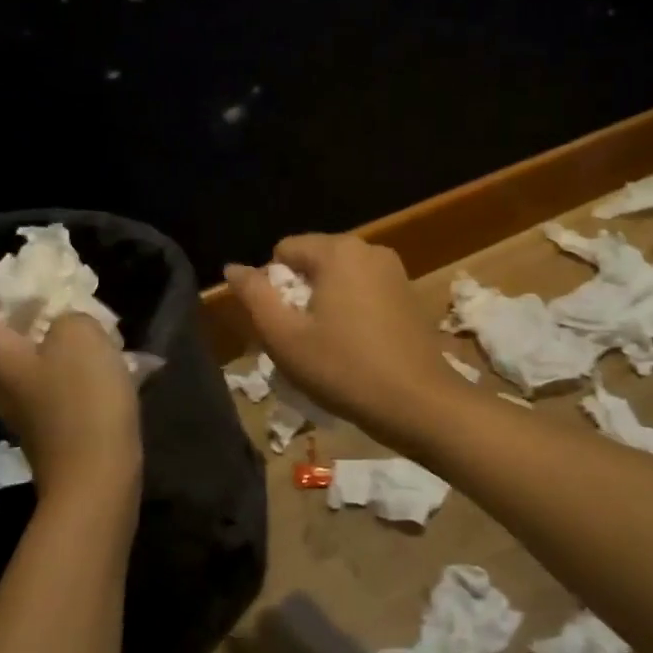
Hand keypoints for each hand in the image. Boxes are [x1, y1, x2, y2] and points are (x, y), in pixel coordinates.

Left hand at [0, 292, 141, 499]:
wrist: (98, 480)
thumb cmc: (81, 402)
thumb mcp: (81, 335)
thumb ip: (67, 316)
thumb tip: (63, 326)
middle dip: (2, 316)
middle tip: (44, 304)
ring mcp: (20, 408)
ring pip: (11, 362)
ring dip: (40, 339)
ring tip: (83, 330)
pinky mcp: (48, 425)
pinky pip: (43, 382)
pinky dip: (63, 365)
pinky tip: (101, 363)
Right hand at [224, 234, 461, 438]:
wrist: (420, 404)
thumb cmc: (344, 369)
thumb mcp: (285, 337)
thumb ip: (254, 296)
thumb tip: (233, 268)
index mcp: (338, 250)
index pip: (283, 250)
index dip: (272, 287)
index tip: (282, 325)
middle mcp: (369, 249)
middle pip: (312, 262)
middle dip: (299, 295)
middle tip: (301, 340)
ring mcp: (394, 271)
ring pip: (338, 279)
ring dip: (324, 305)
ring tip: (327, 347)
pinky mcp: (409, 294)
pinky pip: (364, 291)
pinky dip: (351, 311)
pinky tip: (355, 347)